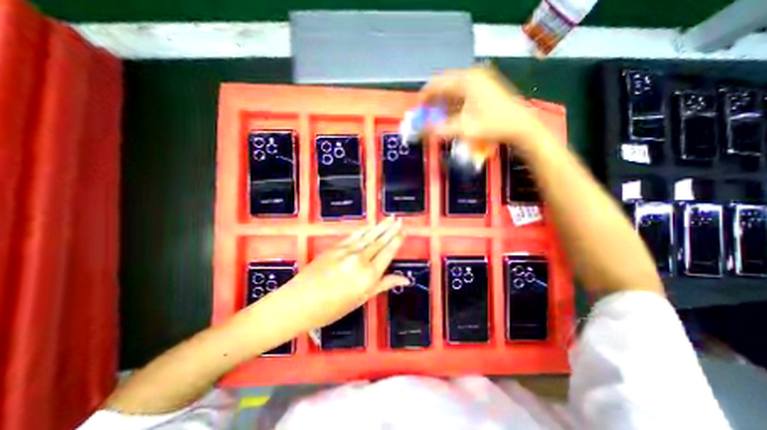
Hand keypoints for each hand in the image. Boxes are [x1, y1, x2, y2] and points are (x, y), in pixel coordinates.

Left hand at [246, 219, 410, 341]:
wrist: (299, 302)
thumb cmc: (332, 308)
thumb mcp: (361, 299)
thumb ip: (383, 285)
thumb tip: (405, 279)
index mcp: (368, 275)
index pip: (387, 253)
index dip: (397, 241)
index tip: (403, 231)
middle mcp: (360, 260)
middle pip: (380, 241)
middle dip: (391, 230)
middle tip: (399, 220)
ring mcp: (347, 251)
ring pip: (368, 236)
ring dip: (380, 226)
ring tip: (390, 218)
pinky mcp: (336, 247)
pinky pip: (354, 236)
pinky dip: (364, 230)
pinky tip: (371, 225)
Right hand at [419, 66, 544, 147]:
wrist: (522, 126)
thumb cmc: (493, 126)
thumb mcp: (463, 129)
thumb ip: (439, 130)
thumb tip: (420, 132)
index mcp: (466, 80)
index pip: (437, 84)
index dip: (425, 96)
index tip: (418, 109)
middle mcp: (472, 74)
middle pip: (445, 84)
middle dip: (434, 100)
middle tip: (427, 114)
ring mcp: (481, 78)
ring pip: (454, 88)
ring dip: (444, 102)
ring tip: (438, 116)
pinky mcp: (486, 85)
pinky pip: (463, 91)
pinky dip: (454, 102)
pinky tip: (452, 114)